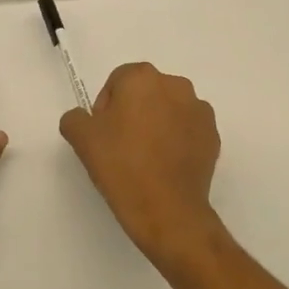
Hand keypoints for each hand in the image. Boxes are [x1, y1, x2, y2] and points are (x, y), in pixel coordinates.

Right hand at [59, 62, 222, 269]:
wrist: (167, 210)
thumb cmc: (121, 165)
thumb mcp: (81, 138)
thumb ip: (75, 117)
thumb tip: (84, 118)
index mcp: (143, 77)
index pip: (117, 81)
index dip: (105, 107)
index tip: (103, 134)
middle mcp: (175, 85)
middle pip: (145, 92)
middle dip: (133, 112)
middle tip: (121, 145)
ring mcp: (199, 110)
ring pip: (168, 110)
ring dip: (156, 124)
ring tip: (145, 158)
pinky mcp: (213, 136)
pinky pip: (187, 130)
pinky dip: (176, 140)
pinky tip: (165, 166)